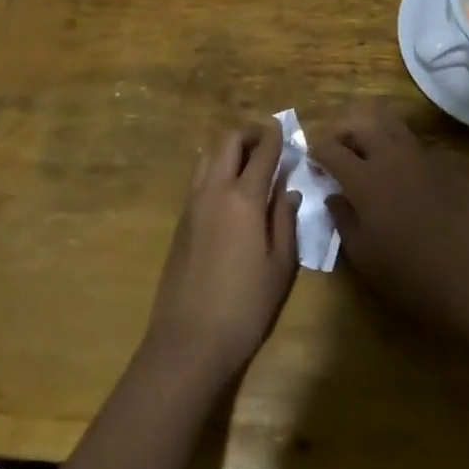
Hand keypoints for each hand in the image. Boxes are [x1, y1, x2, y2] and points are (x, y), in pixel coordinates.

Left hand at [145, 120, 298, 382]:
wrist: (188, 340)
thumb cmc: (245, 305)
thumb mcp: (279, 265)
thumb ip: (285, 220)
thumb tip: (288, 190)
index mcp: (243, 197)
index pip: (262, 153)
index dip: (274, 137)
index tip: (283, 127)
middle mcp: (214, 190)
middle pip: (228, 143)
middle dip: (249, 135)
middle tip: (266, 142)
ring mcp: (192, 204)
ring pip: (208, 157)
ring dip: (229, 150)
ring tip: (248, 164)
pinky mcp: (180, 222)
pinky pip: (199, 179)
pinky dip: (215, 170)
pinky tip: (229, 192)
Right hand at [314, 107, 468, 338]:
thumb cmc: (413, 277)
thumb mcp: (365, 258)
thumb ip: (343, 220)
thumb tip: (334, 195)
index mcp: (366, 179)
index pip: (331, 149)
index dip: (317, 152)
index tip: (313, 163)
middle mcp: (391, 156)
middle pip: (360, 122)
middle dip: (342, 130)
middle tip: (336, 151)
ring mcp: (420, 156)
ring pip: (389, 122)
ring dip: (370, 128)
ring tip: (365, 151)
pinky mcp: (443, 164)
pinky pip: (411, 140)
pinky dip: (395, 144)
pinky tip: (397, 171)